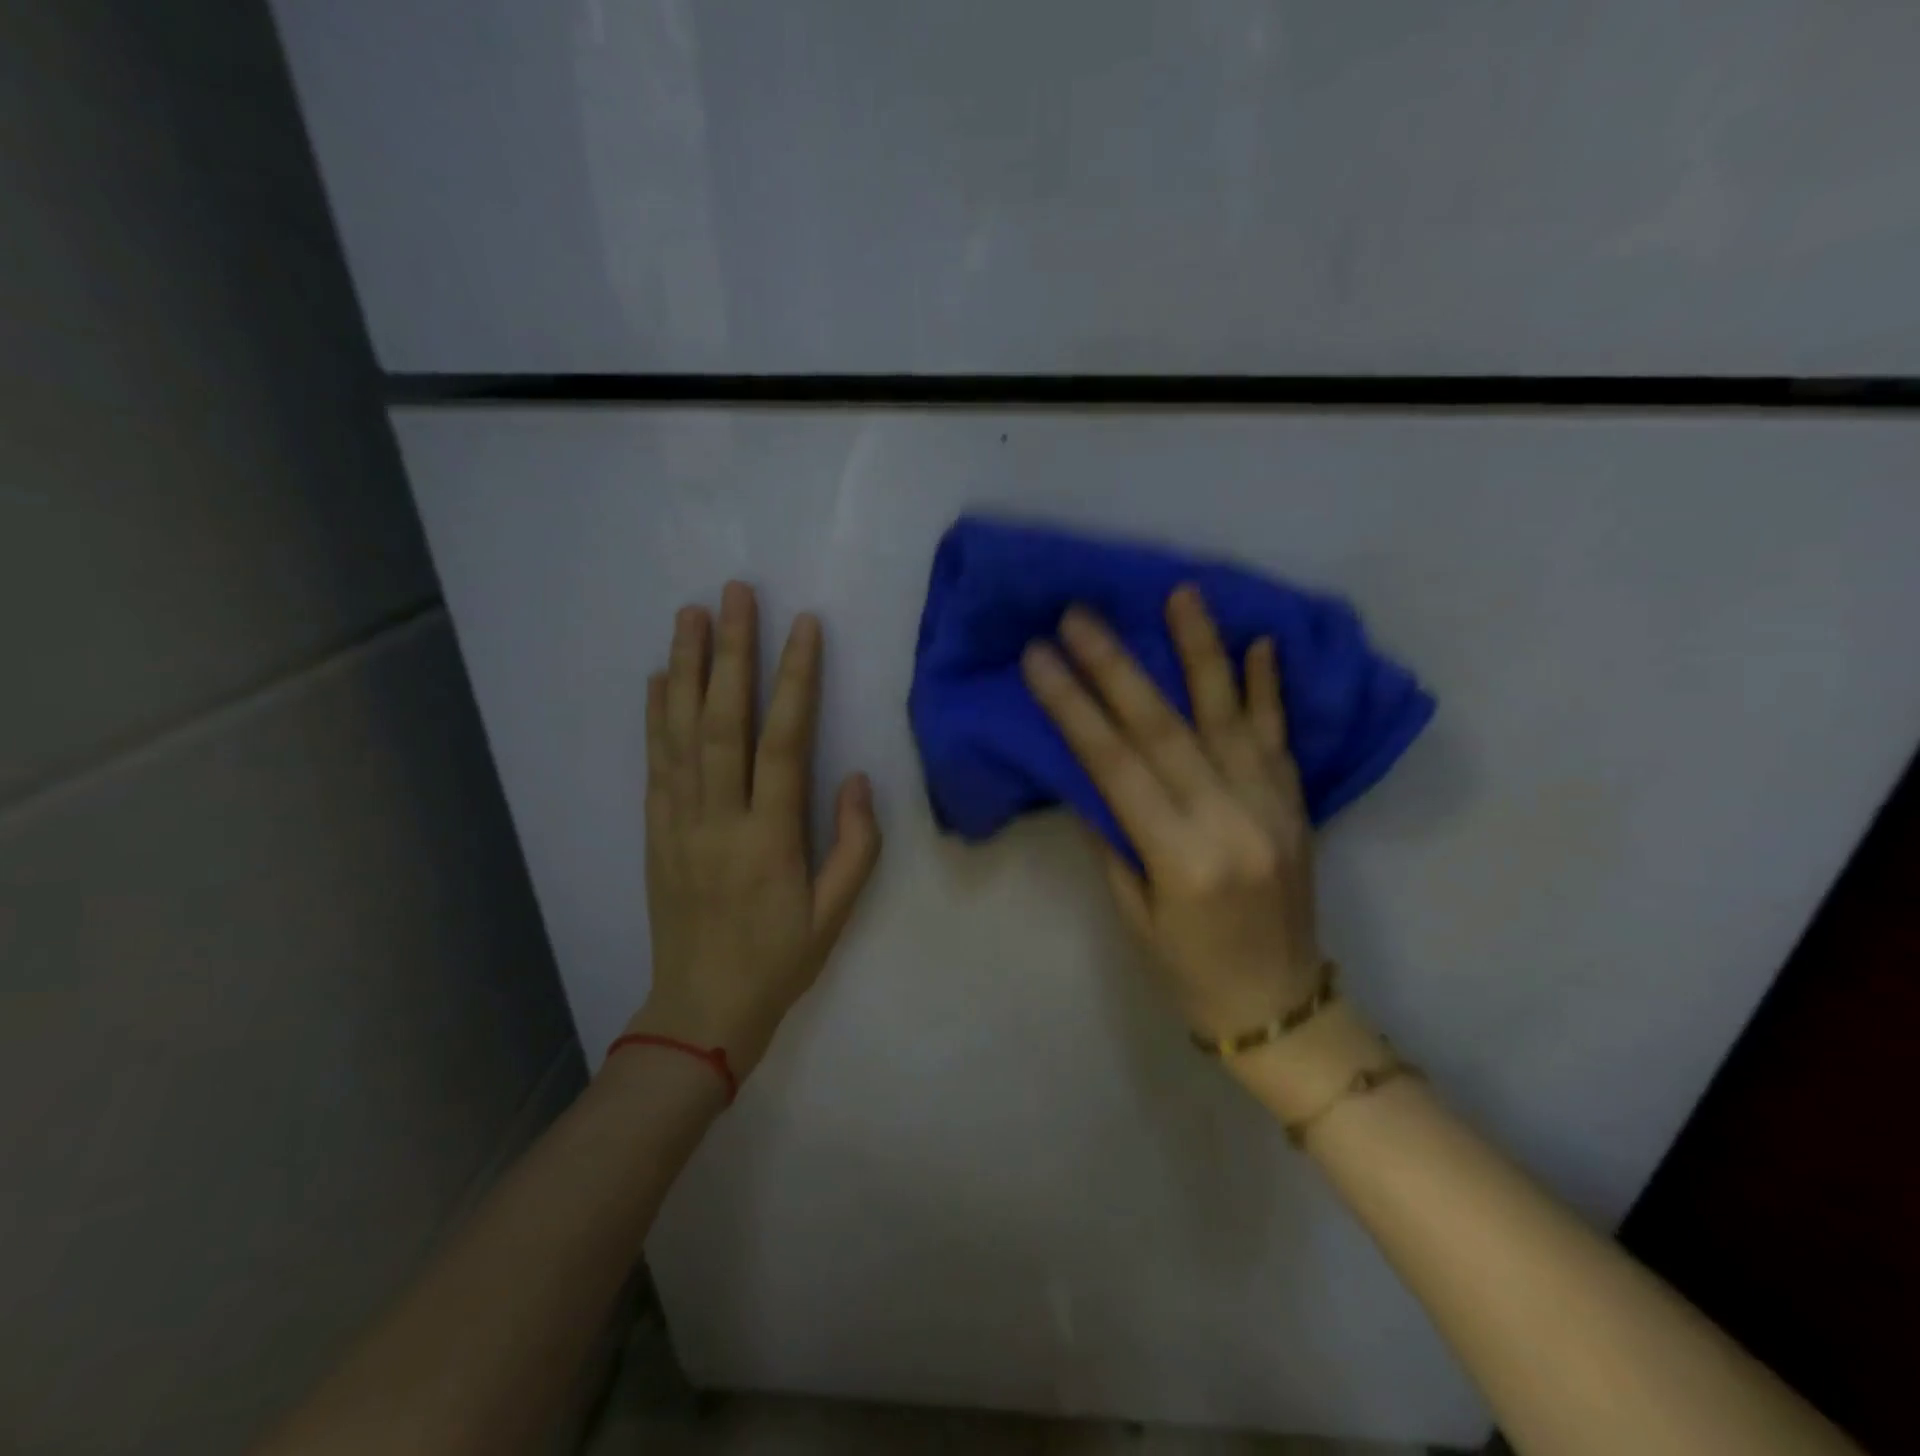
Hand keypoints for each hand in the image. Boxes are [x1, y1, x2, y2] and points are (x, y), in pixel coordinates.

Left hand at [631, 583, 880, 1077]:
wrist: (701, 1011)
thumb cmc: (779, 962)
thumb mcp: (836, 914)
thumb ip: (854, 844)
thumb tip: (857, 777)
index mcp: (769, 838)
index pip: (783, 742)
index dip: (794, 680)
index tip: (803, 626)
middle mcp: (718, 819)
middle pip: (723, 722)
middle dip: (731, 652)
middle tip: (734, 594)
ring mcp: (679, 823)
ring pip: (680, 734)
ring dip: (686, 669)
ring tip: (690, 615)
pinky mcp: (656, 833)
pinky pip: (655, 764)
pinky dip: (655, 716)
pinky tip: (661, 678)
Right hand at [1022, 586, 1322, 1039]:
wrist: (1282, 1007)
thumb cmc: (1187, 969)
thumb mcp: (1132, 911)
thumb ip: (1112, 833)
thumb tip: (1085, 768)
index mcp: (1181, 858)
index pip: (1115, 764)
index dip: (1073, 706)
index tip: (1040, 656)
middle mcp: (1230, 822)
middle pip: (1164, 729)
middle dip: (1116, 666)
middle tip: (1080, 615)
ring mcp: (1273, 809)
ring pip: (1229, 716)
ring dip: (1201, 651)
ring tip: (1181, 594)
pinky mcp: (1298, 806)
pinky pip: (1281, 738)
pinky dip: (1268, 688)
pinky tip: (1260, 642)